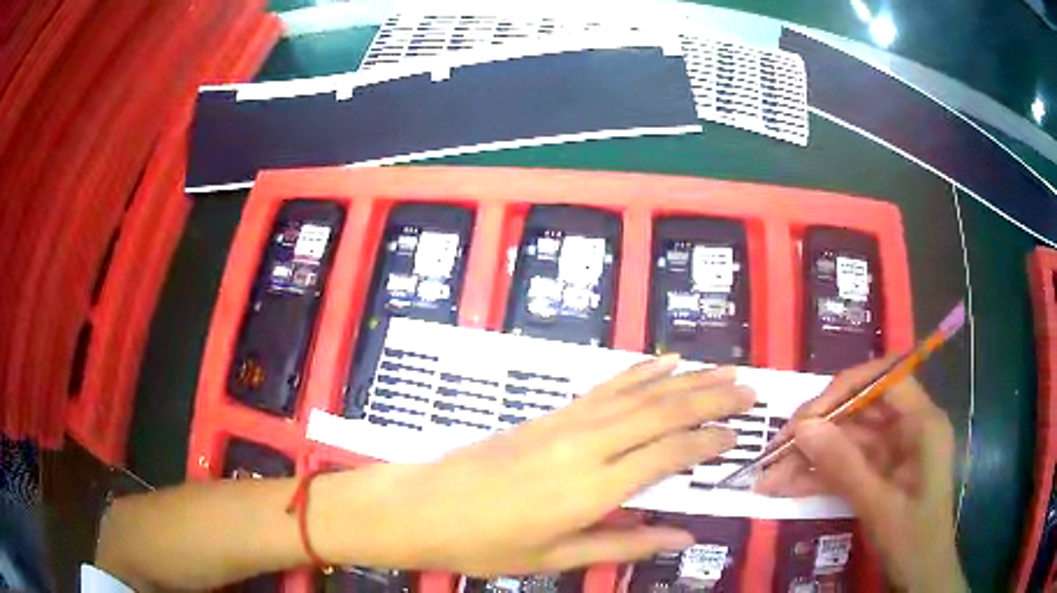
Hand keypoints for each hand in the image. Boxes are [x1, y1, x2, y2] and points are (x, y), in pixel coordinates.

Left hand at [310, 356, 755, 575]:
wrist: (426, 506)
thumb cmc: (488, 543)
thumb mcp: (557, 558)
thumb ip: (624, 543)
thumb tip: (682, 537)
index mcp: (591, 488)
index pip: (668, 455)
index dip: (707, 443)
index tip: (738, 437)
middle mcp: (586, 445)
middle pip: (662, 412)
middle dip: (710, 399)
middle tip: (748, 390)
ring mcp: (567, 422)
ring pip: (639, 393)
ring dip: (685, 380)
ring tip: (722, 369)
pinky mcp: (551, 414)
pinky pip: (606, 387)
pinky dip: (640, 373)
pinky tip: (662, 363)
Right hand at [754, 358, 966, 592]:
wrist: (921, 575)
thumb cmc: (913, 539)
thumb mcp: (879, 506)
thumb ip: (844, 466)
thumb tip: (803, 428)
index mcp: (922, 422)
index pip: (885, 378)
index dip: (845, 387)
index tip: (807, 416)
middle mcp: (908, 427)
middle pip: (859, 409)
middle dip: (817, 429)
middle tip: (775, 451)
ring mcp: (892, 451)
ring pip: (846, 440)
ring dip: (809, 457)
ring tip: (769, 477)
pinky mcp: (879, 472)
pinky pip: (845, 465)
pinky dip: (817, 476)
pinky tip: (786, 487)